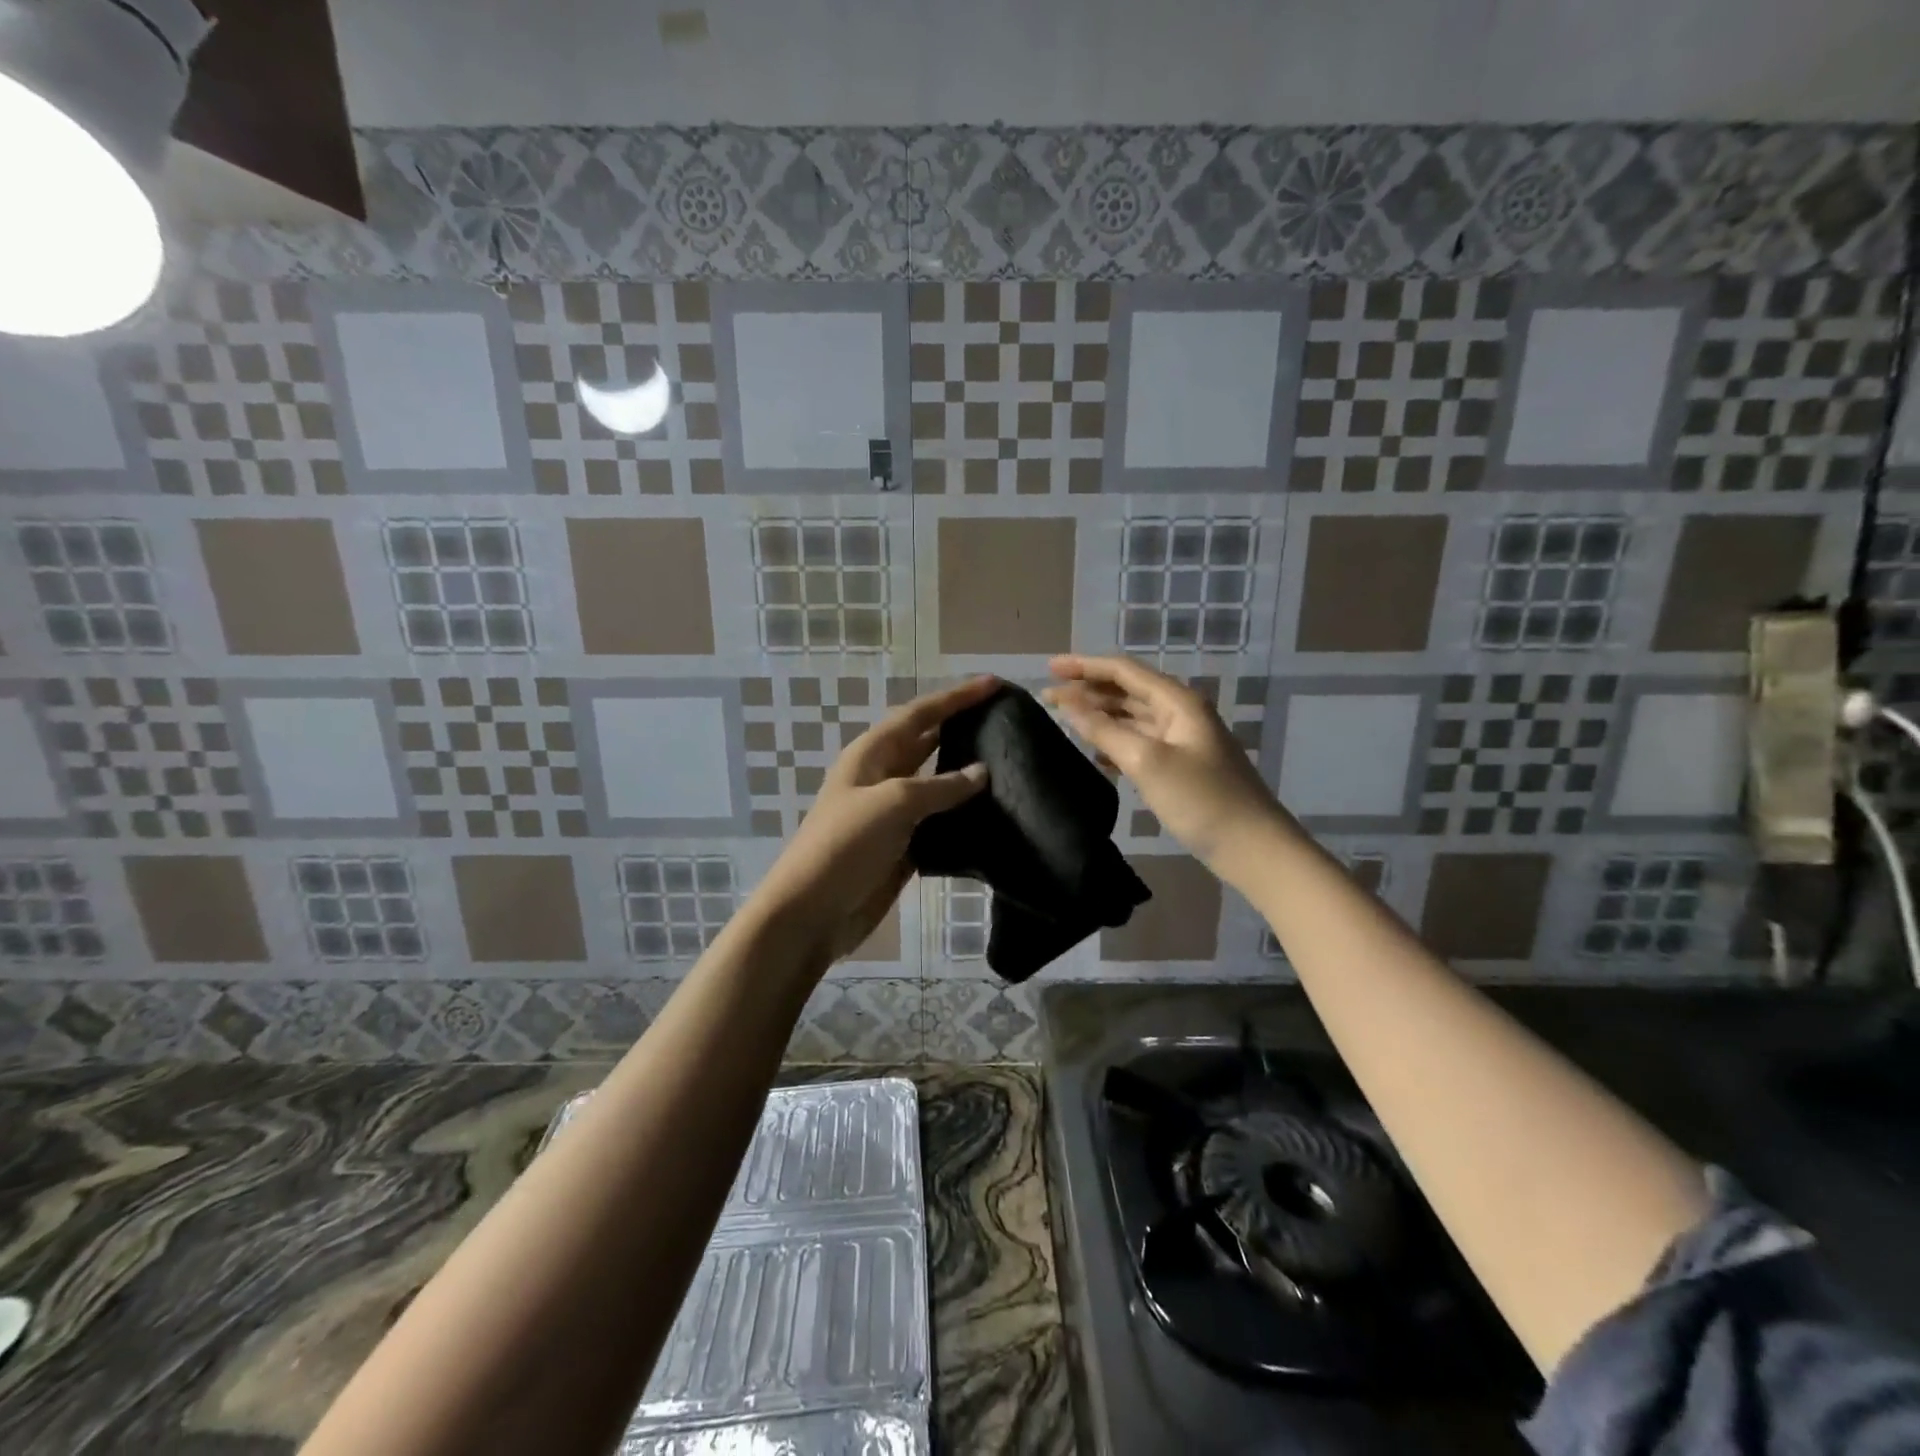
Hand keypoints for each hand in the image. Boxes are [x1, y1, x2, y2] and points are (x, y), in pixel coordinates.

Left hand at [753, 677, 996, 965]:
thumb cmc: (845, 845)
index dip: (956, 697)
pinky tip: (991, 810)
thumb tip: (982, 772)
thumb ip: (940, 786)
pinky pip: (938, 819)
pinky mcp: (903, 845)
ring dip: (965, 769)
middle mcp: (883, 776)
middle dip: (961, 725)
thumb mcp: (892, 804)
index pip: (920, 714)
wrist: (812, 912)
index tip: (994, 684)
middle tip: (1005, 717)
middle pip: (927, 740)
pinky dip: (962, 812)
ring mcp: (892, 812)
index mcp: (872, 754)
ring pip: (935, 781)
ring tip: (1007, 759)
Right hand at [1045, 655, 1282, 877]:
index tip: (1049, 669)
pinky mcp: (1180, 766)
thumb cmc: (1201, 799)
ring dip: (1099, 715)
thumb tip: (1068, 704)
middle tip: (1047, 697)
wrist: (1253, 848)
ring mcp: (1181, 741)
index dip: (1084, 666)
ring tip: (1064, 719)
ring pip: (1132, 717)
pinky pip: (1139, 742)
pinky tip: (1094, 754)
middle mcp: (1179, 713)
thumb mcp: (1147, 762)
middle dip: (1088, 690)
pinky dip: (1114, 741)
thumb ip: (1104, 731)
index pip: (1123, 671)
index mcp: (1177, 702)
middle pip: (1127, 691)